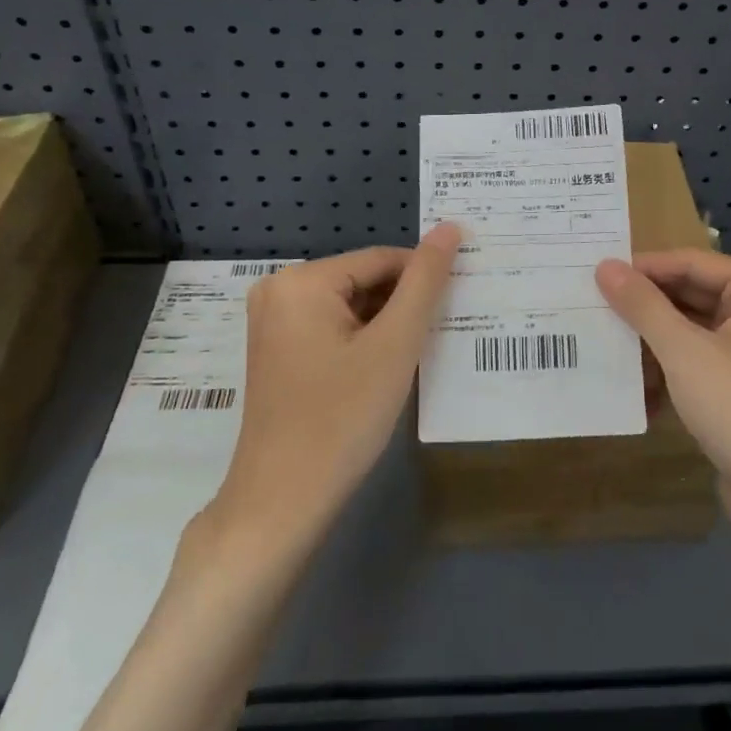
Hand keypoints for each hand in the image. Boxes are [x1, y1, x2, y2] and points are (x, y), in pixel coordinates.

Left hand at [213, 224, 460, 541]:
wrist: (283, 502)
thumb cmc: (342, 418)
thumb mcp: (394, 345)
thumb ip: (425, 282)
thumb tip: (450, 227)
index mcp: (302, 280)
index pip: (383, 259)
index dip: (424, 281)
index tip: (457, 307)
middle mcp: (278, 289)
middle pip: (363, 281)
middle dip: (402, 306)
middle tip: (436, 338)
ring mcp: (272, 322)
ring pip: (350, 306)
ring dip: (385, 326)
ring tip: (412, 357)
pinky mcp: (276, 351)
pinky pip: (331, 328)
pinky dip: (361, 342)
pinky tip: (382, 371)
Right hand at [595, 250, 730, 565]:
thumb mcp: (684, 352)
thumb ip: (643, 305)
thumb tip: (604, 266)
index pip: (691, 262)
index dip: (642, 268)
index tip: (594, 274)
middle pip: (690, 293)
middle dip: (644, 307)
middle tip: (592, 305)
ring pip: (690, 328)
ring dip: (651, 341)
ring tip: (603, 342)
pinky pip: (698, 358)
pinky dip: (668, 368)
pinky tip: (633, 384)